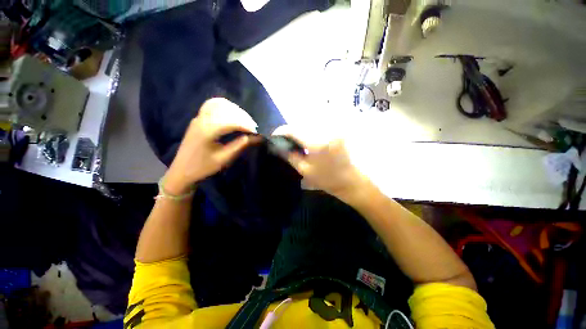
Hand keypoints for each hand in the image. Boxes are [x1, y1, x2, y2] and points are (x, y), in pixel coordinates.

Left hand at [165, 98, 258, 194]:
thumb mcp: (224, 158)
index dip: (247, 125)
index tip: (258, 131)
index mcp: (207, 130)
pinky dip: (224, 107)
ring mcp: (199, 117)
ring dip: (235, 111)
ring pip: (219, 105)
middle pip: (227, 110)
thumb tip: (256, 137)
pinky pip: (212, 106)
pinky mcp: (198, 118)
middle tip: (254, 127)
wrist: (181, 171)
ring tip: (246, 121)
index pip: (232, 122)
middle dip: (243, 117)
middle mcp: (202, 119)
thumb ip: (240, 145)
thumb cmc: (203, 167)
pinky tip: (232, 114)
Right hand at [273, 126, 372, 202]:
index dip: (281, 131)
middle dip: (290, 131)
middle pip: (301, 125)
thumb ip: (290, 156)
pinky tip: (307, 141)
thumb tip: (277, 146)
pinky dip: (309, 132)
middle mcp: (325, 132)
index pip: (293, 130)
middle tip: (284, 141)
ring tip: (295, 141)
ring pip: (309, 124)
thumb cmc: (326, 179)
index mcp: (316, 143)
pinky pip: (317, 127)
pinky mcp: (336, 131)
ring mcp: (332, 130)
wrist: (350, 180)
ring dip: (300, 131)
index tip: (274, 136)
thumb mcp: (304, 170)